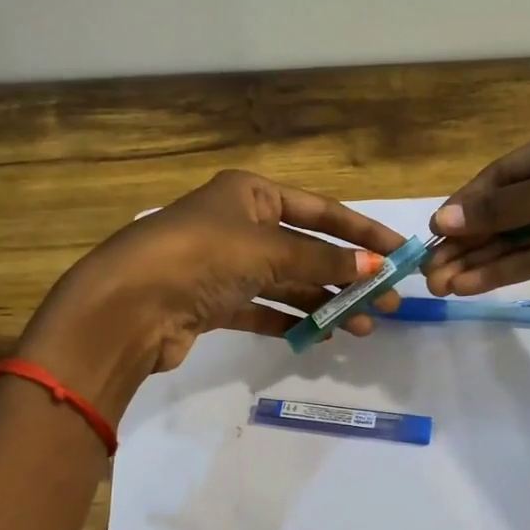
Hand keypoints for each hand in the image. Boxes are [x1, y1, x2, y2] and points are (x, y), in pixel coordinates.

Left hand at [17, 170, 406, 418]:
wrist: (128, 306)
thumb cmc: (201, 256)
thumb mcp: (269, 249)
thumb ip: (323, 259)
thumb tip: (375, 267)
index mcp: (250, 194)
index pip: (320, 210)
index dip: (363, 231)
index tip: (401, 254)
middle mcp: (238, 224)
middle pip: (306, 248)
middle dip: (349, 275)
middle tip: (389, 305)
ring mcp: (224, 265)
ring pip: (287, 282)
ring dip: (325, 303)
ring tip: (363, 327)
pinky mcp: (213, 304)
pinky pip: (263, 309)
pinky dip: (291, 321)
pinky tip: (321, 336)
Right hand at [422, 111, 529, 298]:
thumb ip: (504, 206)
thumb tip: (442, 220)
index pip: (502, 175)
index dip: (465, 205)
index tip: (431, 234)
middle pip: (505, 210)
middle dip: (466, 240)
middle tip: (428, 272)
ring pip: (517, 239)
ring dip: (479, 261)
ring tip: (440, 285)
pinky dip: (506, 272)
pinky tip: (472, 286)